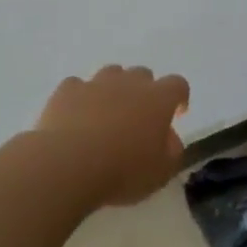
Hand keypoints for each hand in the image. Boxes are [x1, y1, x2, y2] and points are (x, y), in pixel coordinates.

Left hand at [36, 64, 189, 207]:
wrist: (69, 164)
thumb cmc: (123, 170)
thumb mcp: (161, 172)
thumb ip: (171, 152)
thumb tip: (169, 139)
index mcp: (158, 99)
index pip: (177, 85)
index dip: (179, 98)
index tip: (176, 114)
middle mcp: (129, 82)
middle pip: (143, 74)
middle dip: (144, 92)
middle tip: (138, 118)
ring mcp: (96, 82)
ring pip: (111, 74)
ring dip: (113, 89)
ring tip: (106, 115)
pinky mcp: (68, 90)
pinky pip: (78, 86)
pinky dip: (80, 98)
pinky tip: (76, 117)